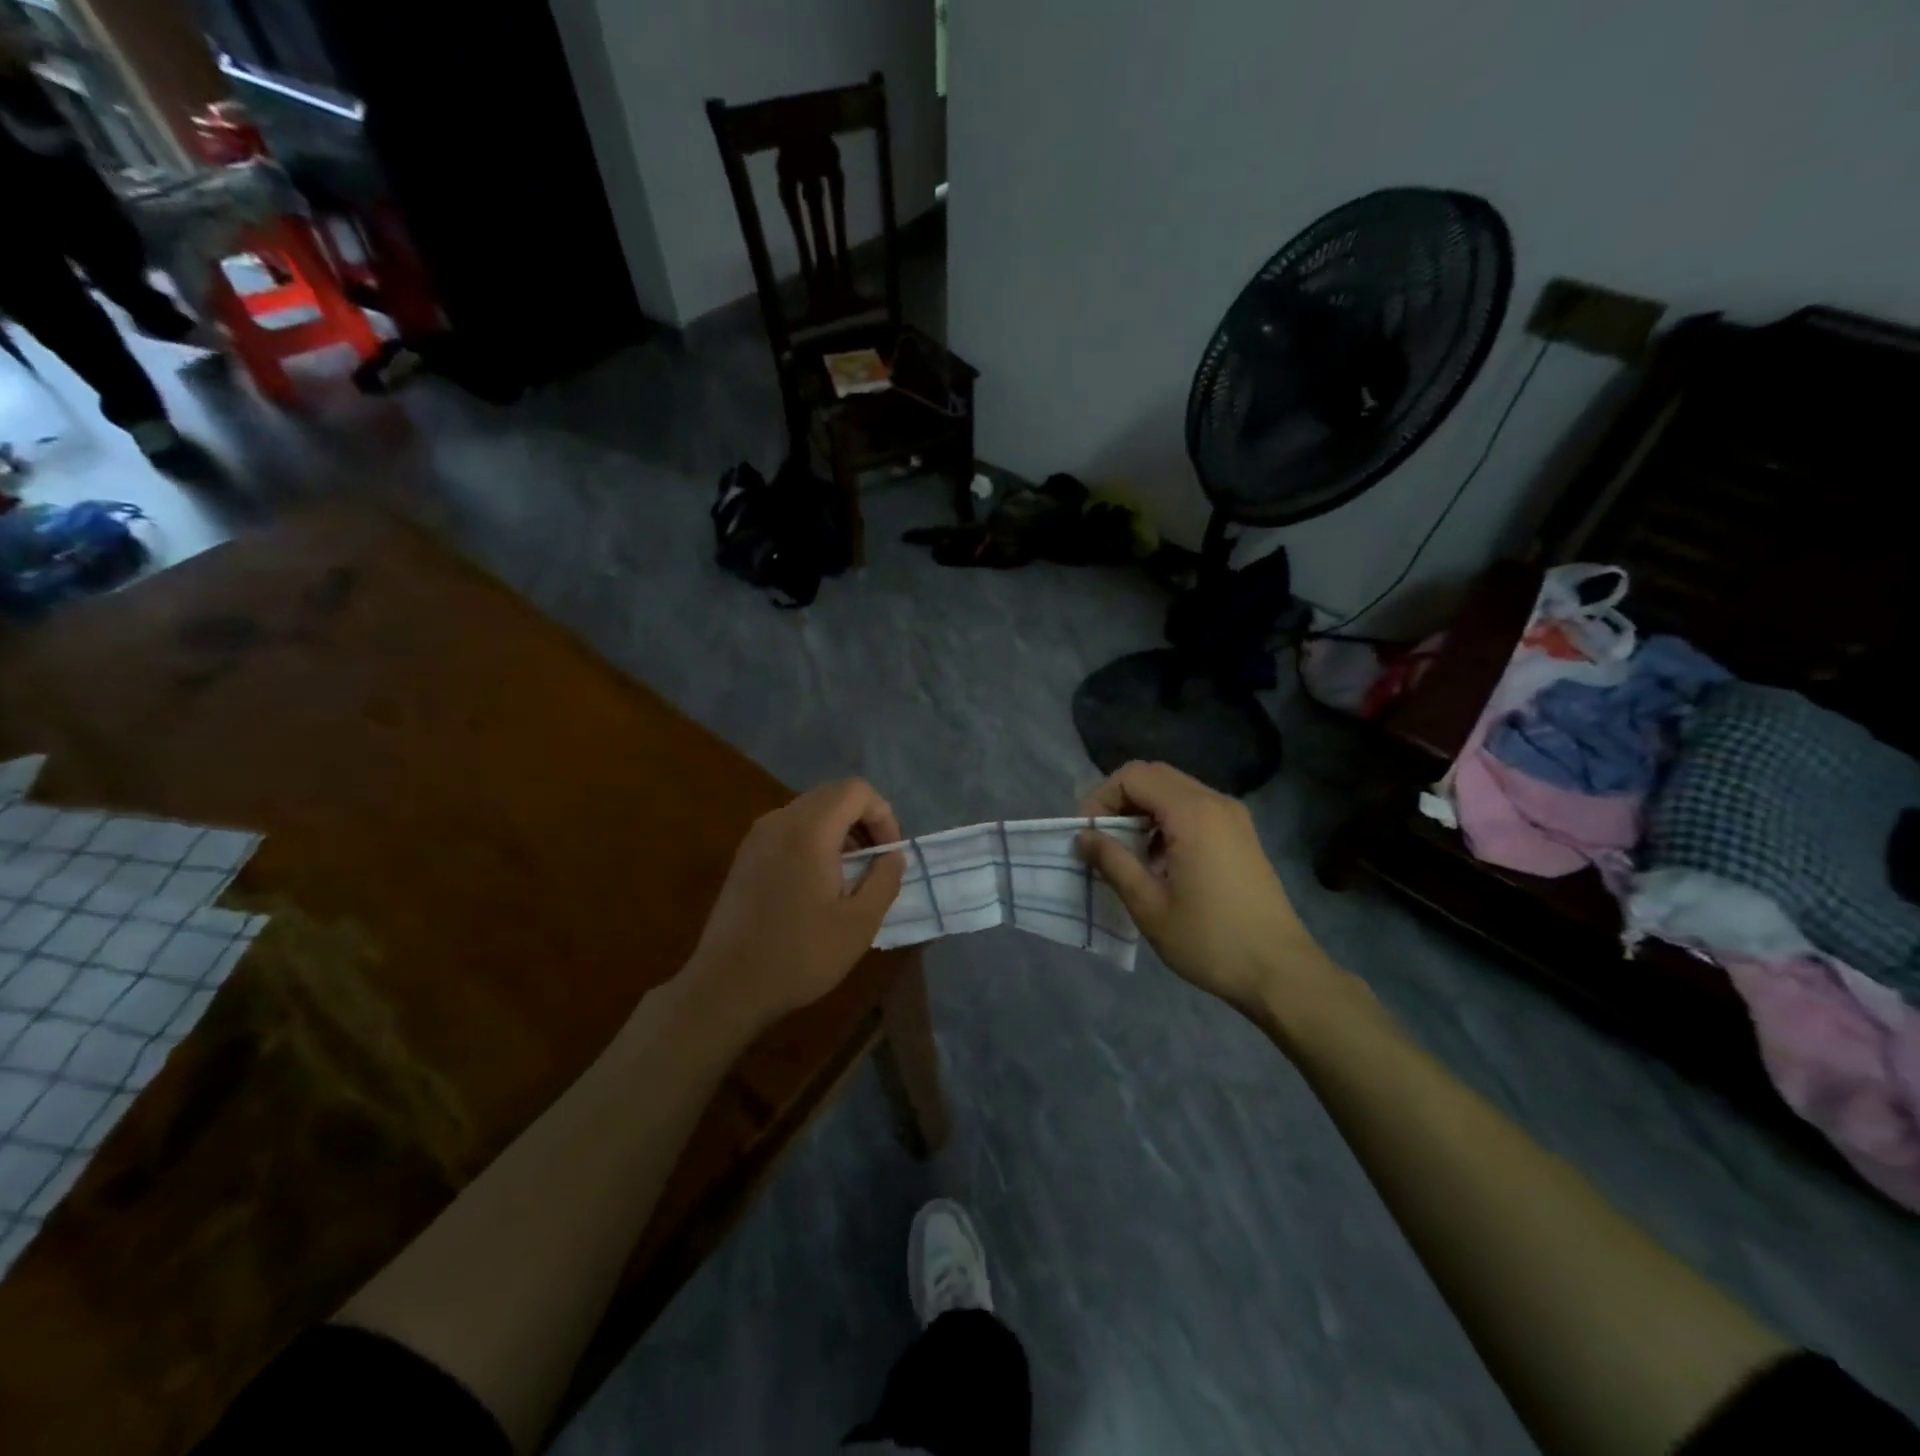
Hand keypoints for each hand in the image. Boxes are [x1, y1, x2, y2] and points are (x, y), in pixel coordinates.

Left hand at [681, 779, 904, 1034]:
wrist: (726, 987)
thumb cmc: (799, 955)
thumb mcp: (860, 923)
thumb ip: (884, 879)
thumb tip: (892, 856)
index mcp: (809, 830)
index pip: (856, 791)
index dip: (883, 815)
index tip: (888, 855)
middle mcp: (780, 821)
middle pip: (832, 795)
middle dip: (863, 820)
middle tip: (876, 862)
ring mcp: (757, 837)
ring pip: (810, 811)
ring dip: (839, 831)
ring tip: (850, 875)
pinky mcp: (745, 856)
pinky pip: (789, 829)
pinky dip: (814, 840)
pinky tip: (818, 884)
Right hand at [1077, 761, 1334, 1016]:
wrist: (1280, 971)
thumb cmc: (1210, 940)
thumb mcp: (1149, 905)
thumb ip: (1112, 861)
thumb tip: (1083, 836)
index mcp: (1192, 814)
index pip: (1133, 776)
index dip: (1101, 798)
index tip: (1088, 835)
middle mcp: (1215, 802)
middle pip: (1154, 776)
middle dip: (1119, 800)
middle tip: (1102, 839)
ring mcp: (1233, 817)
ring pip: (1174, 790)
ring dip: (1143, 810)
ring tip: (1127, 853)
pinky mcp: (1241, 834)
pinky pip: (1194, 808)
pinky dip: (1167, 820)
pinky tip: (1160, 861)